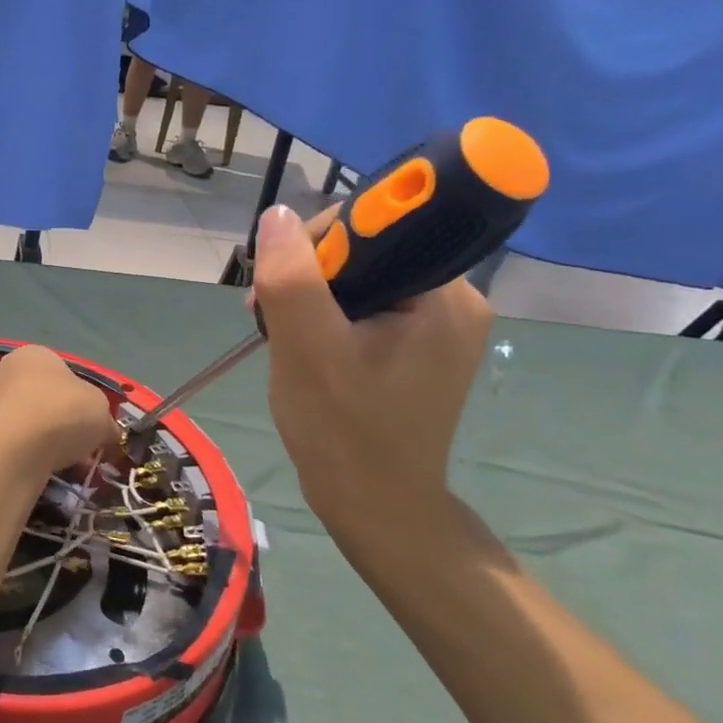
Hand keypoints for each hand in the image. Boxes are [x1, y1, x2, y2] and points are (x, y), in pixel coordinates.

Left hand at [0, 346, 119, 479]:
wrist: (12, 446)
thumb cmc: (62, 413)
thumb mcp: (101, 412)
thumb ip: (105, 421)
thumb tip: (108, 434)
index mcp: (37, 355)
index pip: (64, 375)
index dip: (83, 404)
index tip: (94, 431)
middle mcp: (7, 373)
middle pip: (42, 402)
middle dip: (62, 429)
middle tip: (80, 455)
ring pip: (22, 427)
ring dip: (39, 446)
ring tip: (59, 470)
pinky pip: (0, 448)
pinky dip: (11, 458)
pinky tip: (22, 472)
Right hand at [252, 203, 493, 551]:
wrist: (374, 507)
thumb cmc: (343, 429)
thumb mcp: (307, 347)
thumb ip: (292, 275)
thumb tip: (277, 215)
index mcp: (444, 294)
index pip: (380, 224)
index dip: (323, 239)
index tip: (285, 278)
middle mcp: (453, 300)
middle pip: (367, 249)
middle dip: (310, 272)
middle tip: (269, 313)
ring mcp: (438, 325)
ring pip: (361, 277)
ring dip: (312, 295)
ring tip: (281, 333)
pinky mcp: (419, 346)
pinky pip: (366, 304)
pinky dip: (327, 315)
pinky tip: (304, 342)